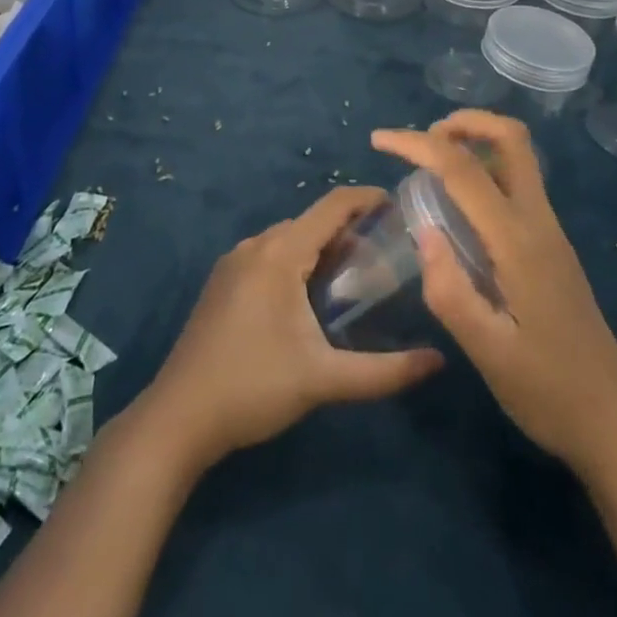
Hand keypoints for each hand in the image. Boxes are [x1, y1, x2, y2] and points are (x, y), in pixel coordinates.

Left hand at [139, 186, 442, 471]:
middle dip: (348, 229)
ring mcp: (232, 263)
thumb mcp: (323, 380)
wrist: (178, 418)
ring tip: (354, 274)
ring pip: (287, 238)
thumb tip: (438, 361)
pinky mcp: (221, 283)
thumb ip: (384, 371)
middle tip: (384, 252)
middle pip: (310, 221)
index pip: (331, 206)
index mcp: (279, 253)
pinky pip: (267, 255)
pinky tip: (309, 296)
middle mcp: (255, 246)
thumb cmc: (253, 388)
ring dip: (320, 246)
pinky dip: (295, 260)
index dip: (366, 199)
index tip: (398, 205)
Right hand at [371, 111, 616, 472]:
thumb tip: (423, 231)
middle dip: (464, 122)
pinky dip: (485, 170)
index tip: (378, 140)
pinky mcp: (552, 246)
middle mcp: (539, 222)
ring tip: (432, 167)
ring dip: (476, 143)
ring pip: (518, 158)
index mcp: (519, 242)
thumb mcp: (488, 353)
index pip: (464, 169)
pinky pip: (518, 184)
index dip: (417, 144)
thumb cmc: (548, 393)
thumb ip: (450, 291)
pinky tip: (459, 208)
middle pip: (512, 138)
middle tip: (422, 143)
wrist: (614, 425)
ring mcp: (551, 232)